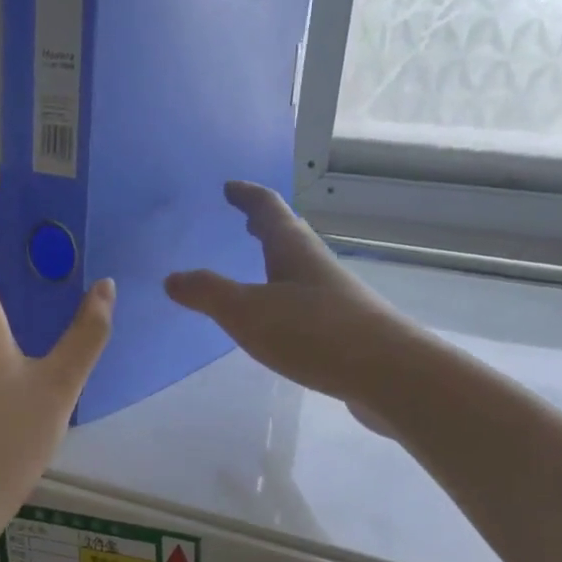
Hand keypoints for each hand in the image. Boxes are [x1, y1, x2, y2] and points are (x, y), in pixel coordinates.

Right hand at [166, 182, 415, 416]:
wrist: (388, 374)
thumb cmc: (314, 333)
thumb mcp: (247, 312)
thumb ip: (208, 294)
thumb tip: (172, 278)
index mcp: (293, 250)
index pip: (268, 209)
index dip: (247, 196)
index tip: (230, 187)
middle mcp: (316, 266)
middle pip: (289, 236)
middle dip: (265, 226)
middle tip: (245, 221)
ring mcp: (335, 298)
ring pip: (299, 270)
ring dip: (277, 263)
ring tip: (259, 268)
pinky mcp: (345, 330)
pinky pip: (307, 302)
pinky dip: (287, 298)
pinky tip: (282, 321)